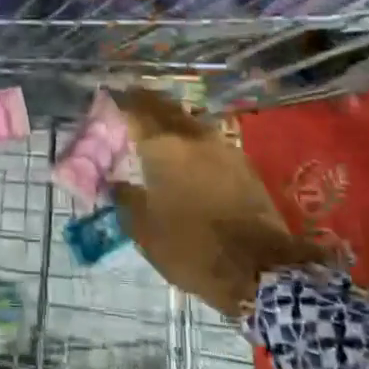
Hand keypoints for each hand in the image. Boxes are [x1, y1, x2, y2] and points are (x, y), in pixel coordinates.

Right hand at [111, 87, 340, 316]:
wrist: (262, 269)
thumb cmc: (192, 247)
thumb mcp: (144, 230)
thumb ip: (124, 198)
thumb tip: (115, 183)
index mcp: (164, 146)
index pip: (135, 108)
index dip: (119, 101)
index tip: (107, 99)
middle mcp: (193, 137)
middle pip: (164, 107)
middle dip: (144, 104)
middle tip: (128, 108)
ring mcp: (223, 148)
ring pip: (188, 121)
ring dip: (169, 121)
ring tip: (154, 131)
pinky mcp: (243, 165)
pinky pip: (207, 140)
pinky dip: (189, 140)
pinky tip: (184, 155)